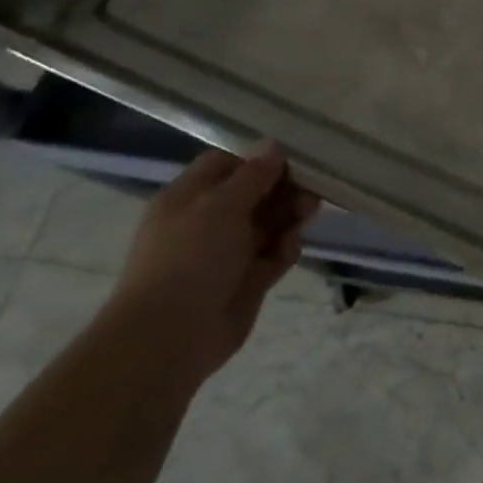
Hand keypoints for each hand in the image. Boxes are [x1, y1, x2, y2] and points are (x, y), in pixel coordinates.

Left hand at [106, 144, 321, 381]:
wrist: (171, 337)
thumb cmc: (190, 257)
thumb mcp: (221, 205)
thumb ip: (253, 175)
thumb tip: (273, 146)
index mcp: (190, 197)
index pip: (228, 164)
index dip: (259, 158)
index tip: (292, 156)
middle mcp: (209, 221)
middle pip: (256, 192)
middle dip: (285, 187)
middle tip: (312, 187)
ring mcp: (229, 252)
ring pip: (270, 222)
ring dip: (291, 214)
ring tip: (308, 212)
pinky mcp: (248, 280)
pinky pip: (275, 254)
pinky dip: (286, 248)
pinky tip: (289, 248)